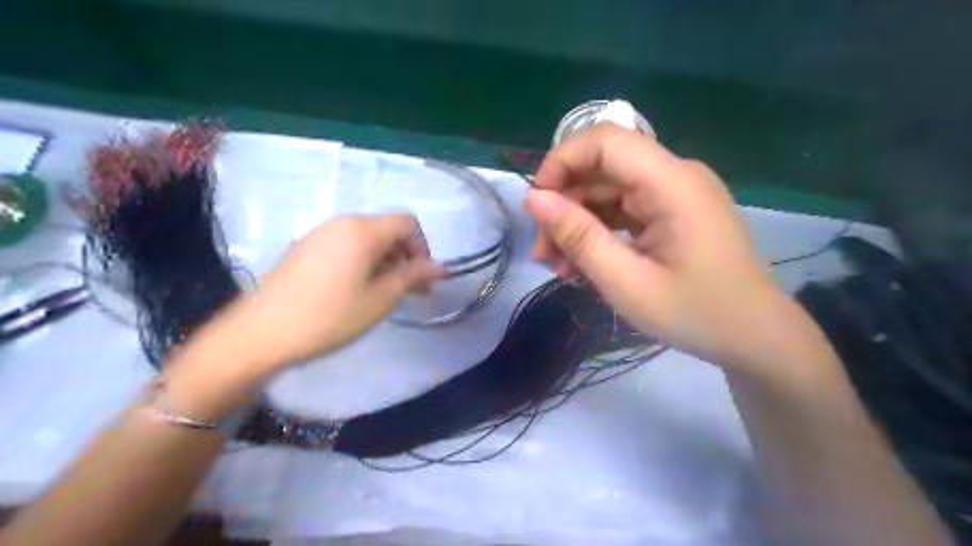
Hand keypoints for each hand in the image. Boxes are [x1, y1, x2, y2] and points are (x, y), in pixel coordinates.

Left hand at [226, 216, 439, 369]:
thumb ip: (413, 277)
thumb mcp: (381, 299)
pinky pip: (345, 246)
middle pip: (387, 229)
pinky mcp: (305, 247)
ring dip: (385, 261)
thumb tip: (441, 267)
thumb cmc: (330, 316)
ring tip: (383, 294)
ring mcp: (320, 233)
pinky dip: (362, 262)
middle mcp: (341, 222)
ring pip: (366, 239)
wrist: (262, 333)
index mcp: (363, 230)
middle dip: (405, 256)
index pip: (408, 222)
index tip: (421, 278)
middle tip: (409, 291)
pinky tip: (354, 291)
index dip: (423, 247)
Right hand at [525, 124, 813, 373]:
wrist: (755, 338)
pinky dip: (599, 232)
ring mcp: (675, 194)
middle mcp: (675, 176)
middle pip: (603, 168)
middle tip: (543, 252)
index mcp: (672, 183)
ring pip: (608, 191)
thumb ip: (579, 237)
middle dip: (564, 205)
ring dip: (577, 223)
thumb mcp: (627, 282)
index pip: (605, 141)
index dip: (561, 162)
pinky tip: (581, 265)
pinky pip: (624, 210)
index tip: (536, 205)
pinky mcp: (673, 212)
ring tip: (557, 266)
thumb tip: (534, 200)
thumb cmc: (696, 314)